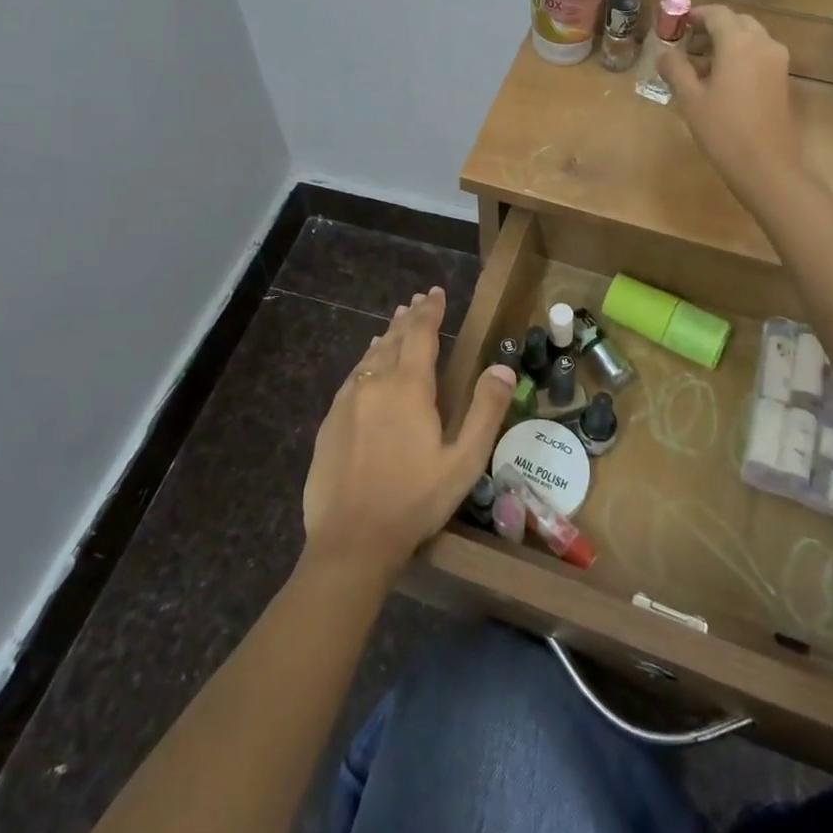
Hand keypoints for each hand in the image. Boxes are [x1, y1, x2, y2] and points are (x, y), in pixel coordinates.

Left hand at [303, 288, 516, 578]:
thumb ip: (484, 411)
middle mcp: (376, 383)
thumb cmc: (414, 500)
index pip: (421, 334)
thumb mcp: (463, 461)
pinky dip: (366, 361)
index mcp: (409, 387)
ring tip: (396, 322)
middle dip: (409, 317)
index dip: (430, 311)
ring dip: (386, 335)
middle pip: (393, 338)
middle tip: (417, 300)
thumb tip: (502, 367)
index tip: (436, 292)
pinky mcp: (330, 421)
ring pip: (370, 356)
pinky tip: (368, 364)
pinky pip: (353, 377)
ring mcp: (348, 401)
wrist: (351, 540)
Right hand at [660, 5, 805, 203]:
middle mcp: (763, 43)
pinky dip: (740, 55)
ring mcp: (777, 61)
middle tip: (686, 44)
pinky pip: (759, 53)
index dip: (695, 15)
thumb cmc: (723, 130)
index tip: (675, 26)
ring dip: (726, 41)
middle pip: (736, 21)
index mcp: (738, 42)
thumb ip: (674, 68)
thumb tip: (664, 52)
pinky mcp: (782, 78)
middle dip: (711, 27)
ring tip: (701, 64)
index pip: (717, 13)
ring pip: (750, 37)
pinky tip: (722, 79)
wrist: (767, 166)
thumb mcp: (690, 98)